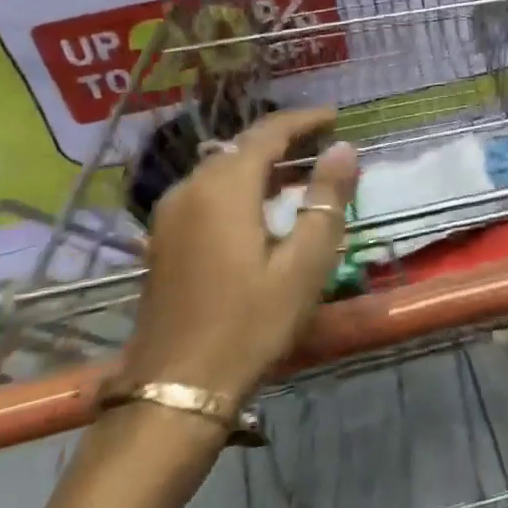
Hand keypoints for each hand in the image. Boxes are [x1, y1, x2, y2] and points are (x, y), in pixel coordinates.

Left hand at [119, 106, 359, 406]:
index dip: (304, 120)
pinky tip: (261, 206)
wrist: (175, 391)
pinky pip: (207, 192)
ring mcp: (169, 215)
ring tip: (299, 171)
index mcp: (224, 188)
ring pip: (222, 168)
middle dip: (284, 139)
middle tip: (323, 143)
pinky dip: (240, 185)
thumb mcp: (305, 262)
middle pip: (241, 146)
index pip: (268, 132)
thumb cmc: (250, 323)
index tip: (335, 116)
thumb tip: (344, 148)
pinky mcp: (163, 240)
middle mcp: (190, 189)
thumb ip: (326, 198)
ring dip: (261, 163)